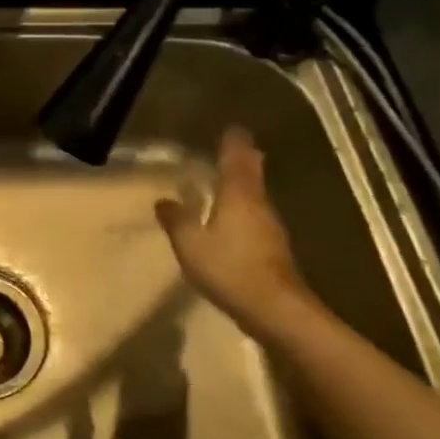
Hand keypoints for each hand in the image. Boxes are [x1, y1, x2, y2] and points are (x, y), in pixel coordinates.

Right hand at [155, 129, 311, 331]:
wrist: (276, 311)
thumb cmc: (230, 268)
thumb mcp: (191, 244)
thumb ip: (176, 220)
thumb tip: (163, 200)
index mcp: (238, 195)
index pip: (236, 159)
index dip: (233, 142)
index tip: (232, 128)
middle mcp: (258, 204)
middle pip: (252, 174)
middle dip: (244, 159)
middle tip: (235, 147)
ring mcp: (270, 227)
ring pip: (256, 195)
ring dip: (245, 184)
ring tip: (230, 179)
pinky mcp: (274, 249)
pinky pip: (256, 217)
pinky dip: (245, 208)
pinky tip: (234, 218)